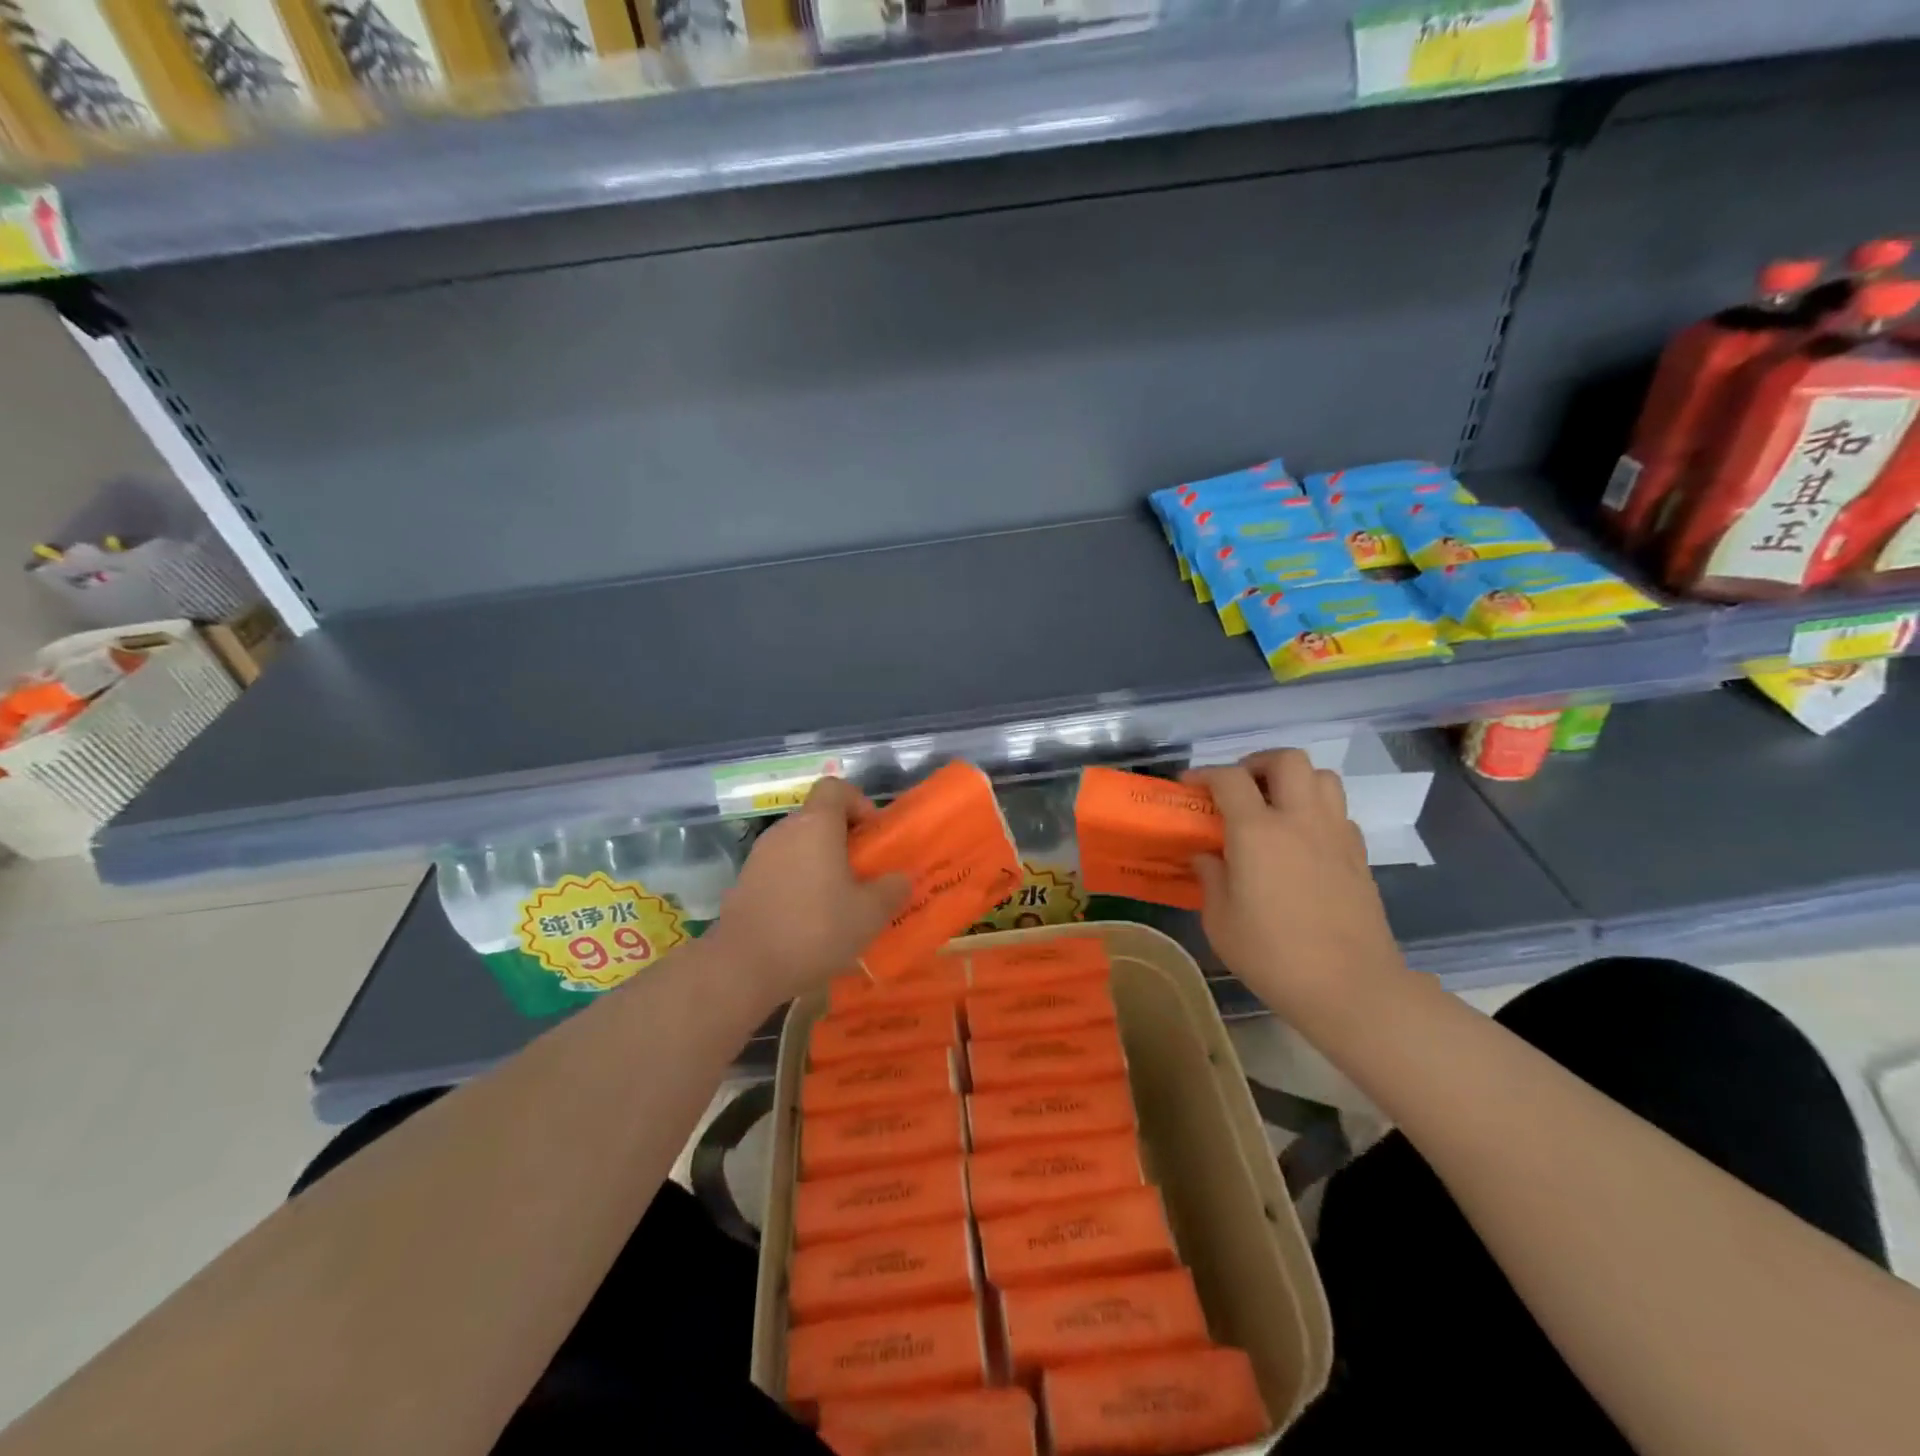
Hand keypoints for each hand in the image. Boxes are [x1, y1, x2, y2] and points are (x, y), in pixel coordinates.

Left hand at [706, 778, 910, 1008]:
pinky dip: (798, 883)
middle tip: (862, 874)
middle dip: (843, 840)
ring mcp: (759, 856)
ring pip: (798, 845)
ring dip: (820, 863)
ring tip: (837, 901)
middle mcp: (785, 831)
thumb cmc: (815, 929)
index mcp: (816, 825)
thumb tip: (900, 879)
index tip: (871, 836)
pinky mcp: (745, 883)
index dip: (858, 803)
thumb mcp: (870, 914)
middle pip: (818, 818)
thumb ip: (892, 889)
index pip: (835, 787)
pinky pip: (781, 869)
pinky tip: (807, 919)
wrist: (744, 966)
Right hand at [1188, 749, 1409, 1024]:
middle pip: (1287, 760)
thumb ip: (1210, 878)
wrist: (1351, 987)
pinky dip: (1317, 811)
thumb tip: (1206, 855)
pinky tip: (1302, 841)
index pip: (1229, 779)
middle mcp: (1300, 820)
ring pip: (1322, 777)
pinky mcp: (1359, 855)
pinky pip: (1338, 812)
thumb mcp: (1221, 921)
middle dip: (1258, 763)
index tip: (1189, 786)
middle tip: (1240, 788)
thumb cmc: (1273, 955)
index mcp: (1258, 832)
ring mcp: (1336, 834)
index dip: (1204, 774)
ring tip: (1274, 806)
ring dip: (1294, 780)